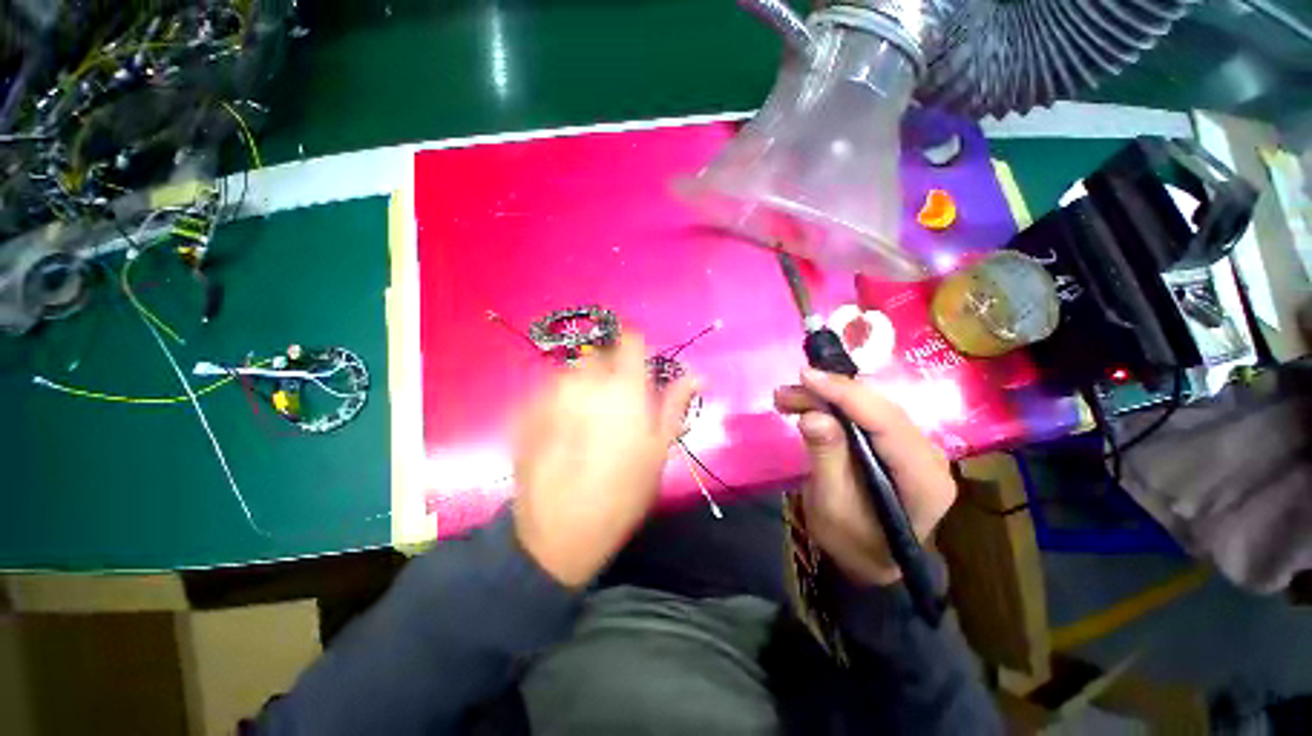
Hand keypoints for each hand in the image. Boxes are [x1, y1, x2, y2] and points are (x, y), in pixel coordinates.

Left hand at [512, 335, 697, 586]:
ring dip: (583, 384)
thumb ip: (675, 404)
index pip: (631, 339)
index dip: (636, 347)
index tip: (638, 366)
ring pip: (573, 370)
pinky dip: (560, 399)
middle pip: (600, 354)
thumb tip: (698, 376)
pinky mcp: (528, 409)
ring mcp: (552, 393)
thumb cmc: (622, 492)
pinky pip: (549, 389)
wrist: (560, 532)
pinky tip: (561, 430)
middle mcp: (586, 380)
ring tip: (586, 417)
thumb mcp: (659, 450)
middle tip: (615, 401)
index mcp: (624, 387)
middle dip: (609, 369)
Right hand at [774, 368, 956, 585]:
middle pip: (879, 408)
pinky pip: (865, 415)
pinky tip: (806, 406)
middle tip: (786, 392)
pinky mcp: (897, 444)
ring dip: (827, 398)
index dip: (845, 393)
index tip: (806, 376)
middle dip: (830, 393)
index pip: (886, 421)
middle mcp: (928, 455)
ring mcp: (915, 447)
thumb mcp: (831, 506)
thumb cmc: (852, 542)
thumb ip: (827, 459)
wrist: (870, 561)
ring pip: (870, 406)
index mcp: (922, 477)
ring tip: (786, 398)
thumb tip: (813, 415)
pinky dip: (833, 406)